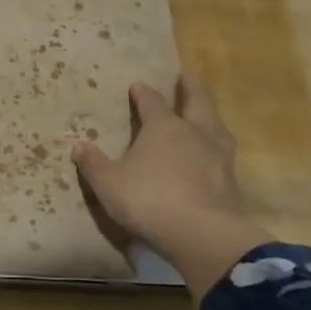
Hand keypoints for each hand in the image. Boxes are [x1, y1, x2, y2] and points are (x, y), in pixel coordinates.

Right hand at [72, 76, 270, 292]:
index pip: (152, 101)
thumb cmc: (148, 199)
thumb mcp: (108, 183)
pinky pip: (223, 155)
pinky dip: (216, 149)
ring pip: (217, 125)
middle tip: (187, 76)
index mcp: (163, 127)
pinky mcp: (231, 181)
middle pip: (197, 101)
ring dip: (210, 116)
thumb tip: (79, 146)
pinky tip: (213, 156)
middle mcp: (195, 133)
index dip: (143, 93)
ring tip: (205, 114)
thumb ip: (94, 164)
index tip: (138, 86)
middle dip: (190, 88)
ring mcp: (218, 156)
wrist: (200, 233)